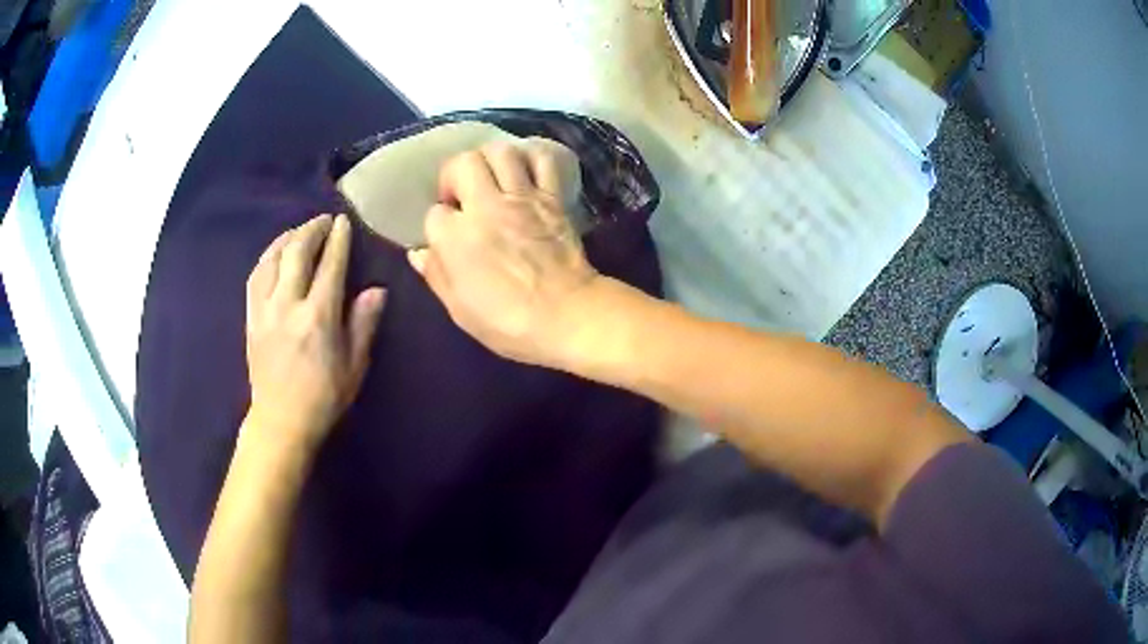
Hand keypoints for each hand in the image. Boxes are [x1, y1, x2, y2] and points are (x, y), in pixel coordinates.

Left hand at [245, 214, 385, 451]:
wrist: (281, 422)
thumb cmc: (324, 398)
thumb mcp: (354, 366)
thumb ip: (363, 324)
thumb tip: (377, 290)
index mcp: (318, 317)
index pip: (330, 265)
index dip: (338, 239)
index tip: (343, 222)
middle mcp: (288, 305)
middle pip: (297, 253)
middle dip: (312, 230)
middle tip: (324, 220)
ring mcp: (264, 310)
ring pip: (272, 259)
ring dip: (287, 238)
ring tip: (299, 231)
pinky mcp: (251, 318)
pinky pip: (255, 277)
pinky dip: (266, 258)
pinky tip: (274, 254)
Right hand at [408, 141, 599, 368]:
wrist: (568, 316)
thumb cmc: (509, 323)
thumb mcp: (460, 310)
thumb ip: (436, 275)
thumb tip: (418, 252)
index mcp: (456, 238)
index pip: (434, 213)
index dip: (439, 225)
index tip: (448, 240)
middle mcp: (485, 207)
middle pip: (462, 164)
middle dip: (454, 175)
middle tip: (461, 196)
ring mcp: (522, 198)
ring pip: (500, 151)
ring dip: (489, 160)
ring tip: (490, 178)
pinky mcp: (552, 198)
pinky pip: (543, 160)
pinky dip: (532, 157)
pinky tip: (524, 171)